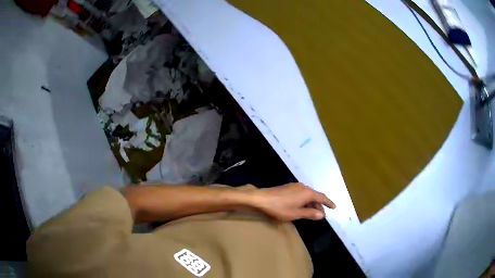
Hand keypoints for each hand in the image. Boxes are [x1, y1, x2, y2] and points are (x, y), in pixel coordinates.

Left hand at [252, 183, 335, 220]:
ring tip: (312, 213)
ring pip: (308, 195)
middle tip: (321, 215)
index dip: (329, 203)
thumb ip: (310, 214)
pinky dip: (305, 201)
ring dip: (312, 204)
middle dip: (319, 205)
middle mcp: (303, 187)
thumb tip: (322, 215)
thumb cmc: (280, 208)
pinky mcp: (289, 187)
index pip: (322, 197)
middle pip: (315, 196)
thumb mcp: (296, 213)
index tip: (334, 207)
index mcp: (307, 193)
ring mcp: (295, 186)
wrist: (262, 198)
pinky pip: (302, 194)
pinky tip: (302, 207)